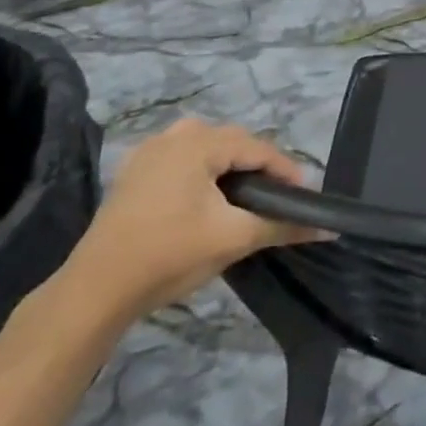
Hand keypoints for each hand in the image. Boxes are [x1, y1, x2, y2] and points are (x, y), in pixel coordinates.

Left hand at [59, 120, 322, 325]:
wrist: (96, 290)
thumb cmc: (170, 255)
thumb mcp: (234, 238)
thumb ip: (282, 226)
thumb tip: (329, 227)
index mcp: (200, 142)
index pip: (257, 148)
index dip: (285, 171)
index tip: (303, 196)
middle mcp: (175, 134)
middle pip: (232, 143)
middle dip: (258, 168)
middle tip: (276, 199)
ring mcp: (149, 151)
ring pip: (206, 150)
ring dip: (229, 169)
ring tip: (244, 199)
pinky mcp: (133, 172)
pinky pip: (181, 161)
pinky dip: (201, 174)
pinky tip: (206, 201)